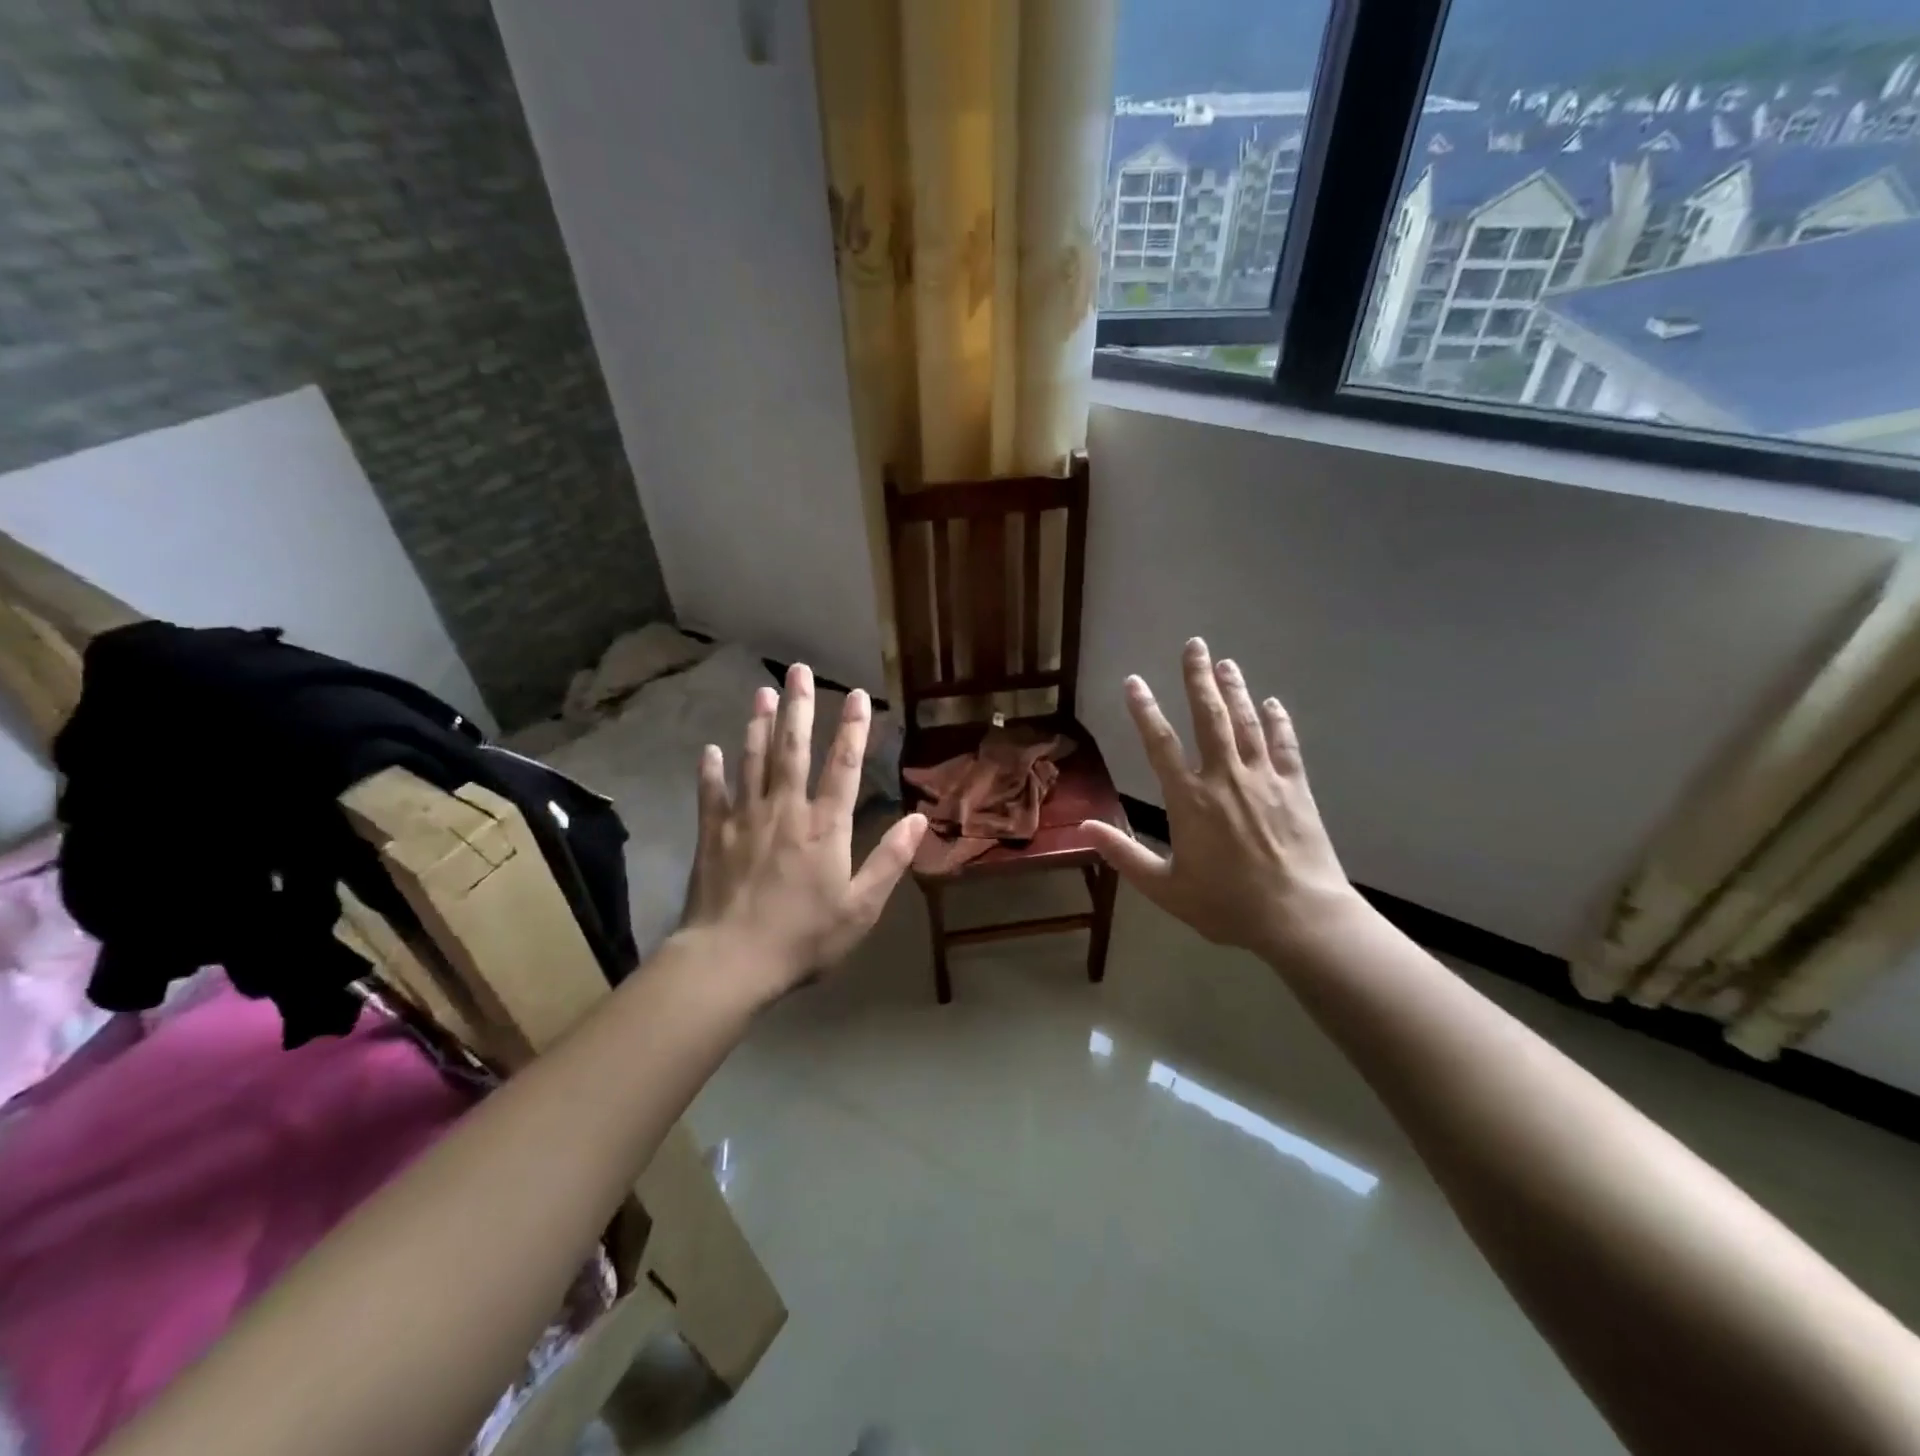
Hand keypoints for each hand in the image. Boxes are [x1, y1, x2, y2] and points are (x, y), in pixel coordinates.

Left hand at [679, 663, 926, 999]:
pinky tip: (710, 749)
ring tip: (762, 693)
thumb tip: (918, 819)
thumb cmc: (803, 937)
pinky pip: (711, 794)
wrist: (731, 961)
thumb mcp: (861, 907)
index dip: (853, 729)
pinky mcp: (711, 835)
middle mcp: (785, 811)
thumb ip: (890, 861)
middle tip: (798, 670)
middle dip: (799, 707)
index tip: (858, 696)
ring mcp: (744, 819)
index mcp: (825, 827)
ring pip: (753, 761)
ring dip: (758, 725)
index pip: (844, 766)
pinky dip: (711, 771)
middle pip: (793, 749)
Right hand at [1081, 639, 1359, 960]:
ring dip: (1235, 690)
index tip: (1134, 682)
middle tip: (1194, 645)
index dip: (1144, 710)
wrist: (1300, 917)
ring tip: (1226, 663)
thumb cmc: (1227, 905)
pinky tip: (1273, 703)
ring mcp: (1264, 779)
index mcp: (1190, 800)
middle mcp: (1225, 778)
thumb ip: (1124, 855)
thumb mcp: (1166, 888)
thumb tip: (1084, 828)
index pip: (1160, 744)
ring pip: (1246, 723)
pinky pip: (1285, 745)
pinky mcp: (1295, 787)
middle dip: (1198, 679)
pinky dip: (1278, 721)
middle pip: (1209, 717)